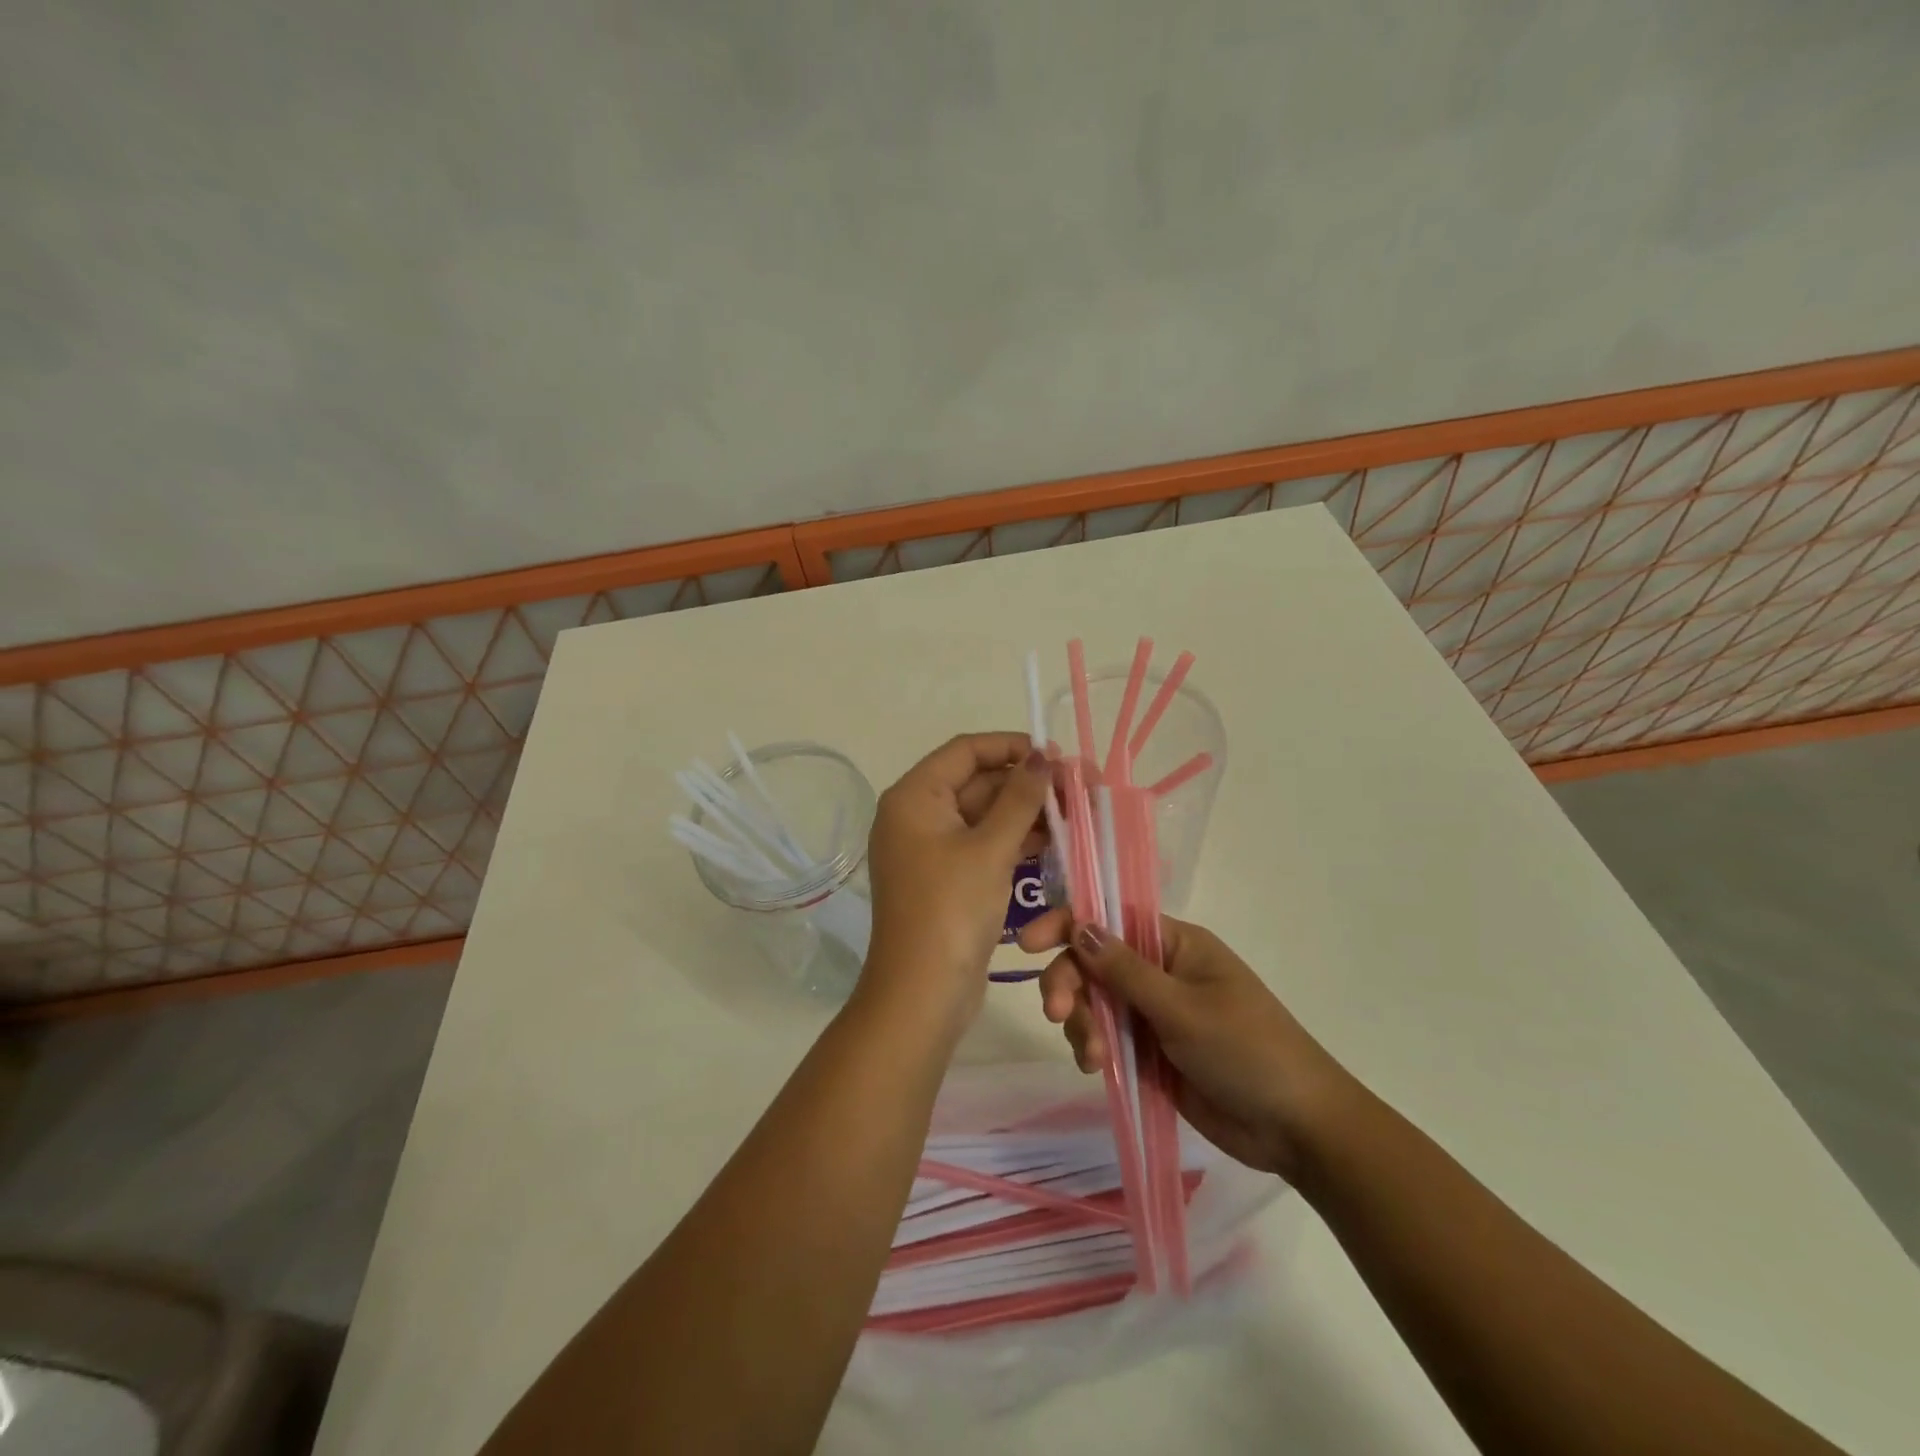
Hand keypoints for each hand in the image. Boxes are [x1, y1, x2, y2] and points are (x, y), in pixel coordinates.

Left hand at [861, 733, 1052, 1035]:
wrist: (922, 993)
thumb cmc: (951, 910)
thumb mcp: (989, 849)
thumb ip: (1020, 798)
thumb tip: (1043, 757)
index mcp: (914, 798)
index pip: (965, 751)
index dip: (1011, 746)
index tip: (1056, 756)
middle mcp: (917, 817)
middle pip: (976, 782)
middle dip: (1026, 784)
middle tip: (1078, 788)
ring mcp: (930, 850)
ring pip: (984, 816)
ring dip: (1025, 814)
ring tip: (1076, 815)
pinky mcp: (947, 879)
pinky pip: (983, 846)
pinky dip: (1014, 842)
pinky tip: (1055, 843)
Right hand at [1019, 911, 1355, 1181]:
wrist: (1296, 1128)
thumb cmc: (1247, 1051)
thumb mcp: (1183, 1008)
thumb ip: (1125, 971)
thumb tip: (1079, 925)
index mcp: (1175, 944)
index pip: (1110, 918)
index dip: (1067, 924)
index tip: (1028, 944)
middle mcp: (1160, 971)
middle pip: (1094, 962)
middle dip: (1071, 983)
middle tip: (1057, 1014)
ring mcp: (1153, 1013)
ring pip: (1095, 1002)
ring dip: (1083, 1023)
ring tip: (1093, 1058)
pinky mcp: (1149, 1052)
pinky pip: (1106, 1037)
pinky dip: (1093, 1047)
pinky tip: (1096, 1068)